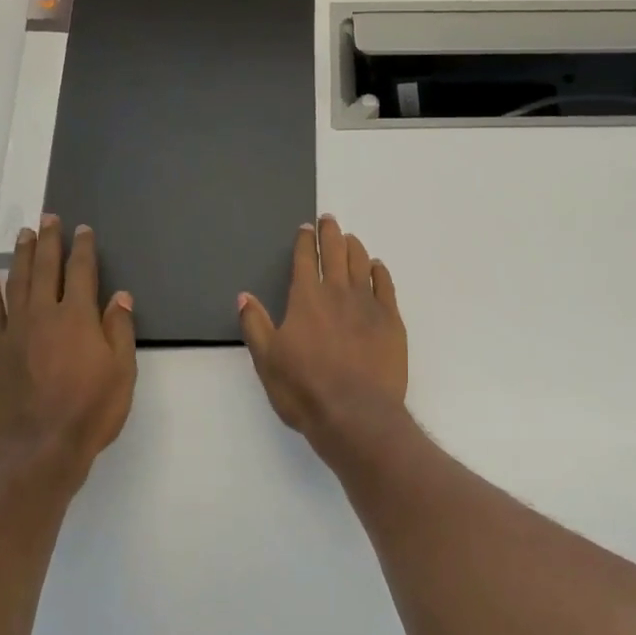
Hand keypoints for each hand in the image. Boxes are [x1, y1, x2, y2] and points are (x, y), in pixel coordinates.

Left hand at [0, 216, 136, 485]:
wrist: (39, 445)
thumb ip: (119, 330)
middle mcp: (44, 315)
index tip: (82, 230)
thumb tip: (120, 296)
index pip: (82, 273)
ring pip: (16, 283)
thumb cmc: (91, 410)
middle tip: (48, 219)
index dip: (82, 249)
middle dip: (48, 242)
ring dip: (20, 257)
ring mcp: (15, 331)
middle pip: (45, 269)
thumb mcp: (122, 372)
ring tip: (23, 236)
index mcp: (79, 318)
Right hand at [239, 214, 408, 455]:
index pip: (305, 260)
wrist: (356, 414)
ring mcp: (368, 305)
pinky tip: (377, 267)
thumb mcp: (267, 360)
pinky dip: (380, 271)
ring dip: (354, 247)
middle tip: (329, 220)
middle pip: (336, 253)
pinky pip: (386, 286)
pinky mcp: (391, 321)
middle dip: (331, 234)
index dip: (305, 242)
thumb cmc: (305, 390)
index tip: (306, 228)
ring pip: (362, 264)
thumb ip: (255, 325)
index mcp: (306, 299)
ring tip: (350, 238)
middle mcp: (338, 293)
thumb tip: (244, 297)